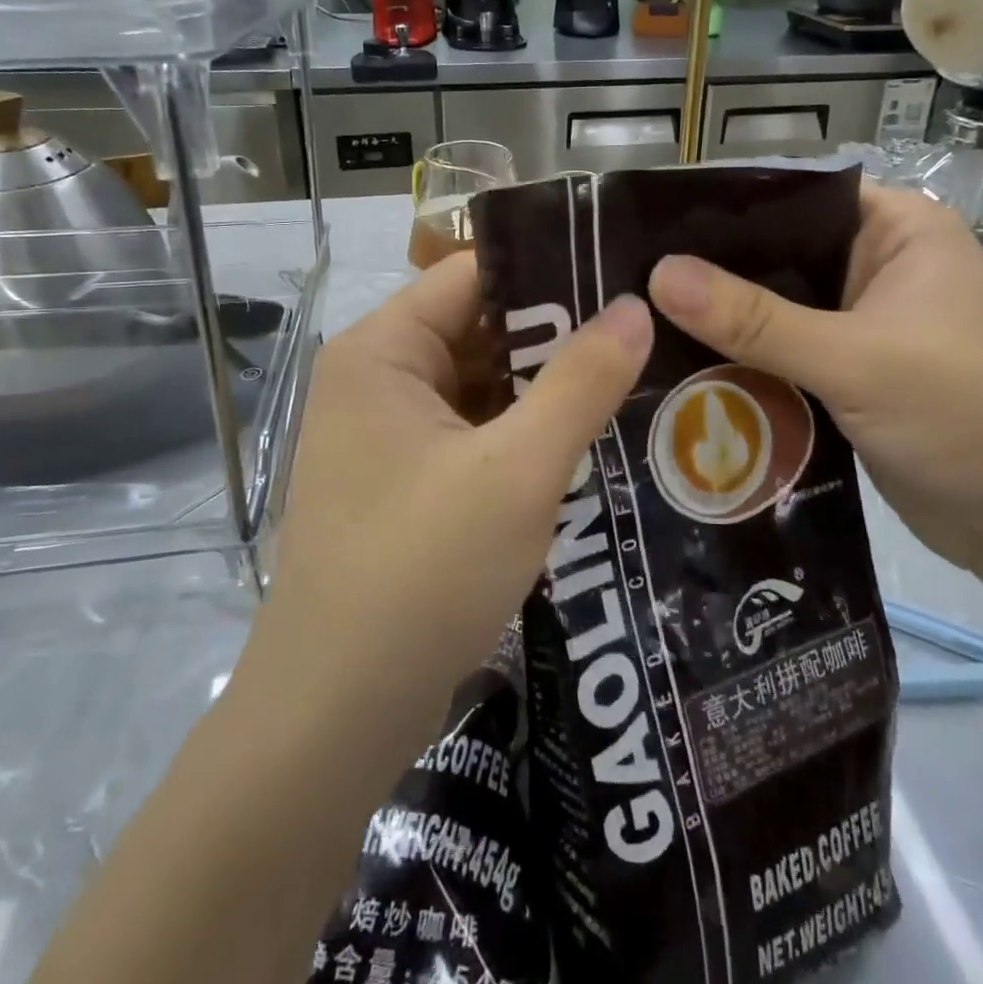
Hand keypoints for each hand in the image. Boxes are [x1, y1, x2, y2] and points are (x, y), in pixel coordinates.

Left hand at [261, 252, 652, 721]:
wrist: (336, 715)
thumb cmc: (420, 572)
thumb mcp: (517, 470)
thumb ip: (580, 381)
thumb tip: (634, 307)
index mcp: (382, 350)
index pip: (473, 274)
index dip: (548, 269)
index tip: (623, 275)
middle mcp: (376, 379)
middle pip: (478, 330)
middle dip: (557, 336)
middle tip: (646, 331)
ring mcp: (387, 435)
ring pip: (480, 386)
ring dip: (545, 390)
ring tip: (635, 377)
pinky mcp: (404, 483)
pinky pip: (473, 434)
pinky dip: (522, 434)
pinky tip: (588, 440)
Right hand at [647, 184, 982, 575]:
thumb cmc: (968, 416)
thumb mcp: (857, 360)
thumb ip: (756, 320)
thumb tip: (658, 276)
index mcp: (896, 229)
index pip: (793, 198)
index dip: (723, 210)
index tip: (646, 229)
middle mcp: (878, 265)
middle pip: (776, 256)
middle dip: (712, 274)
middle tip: (629, 284)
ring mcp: (863, 323)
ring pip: (775, 310)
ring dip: (723, 324)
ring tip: (638, 325)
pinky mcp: (849, 373)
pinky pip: (782, 355)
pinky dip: (743, 363)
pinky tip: (681, 369)